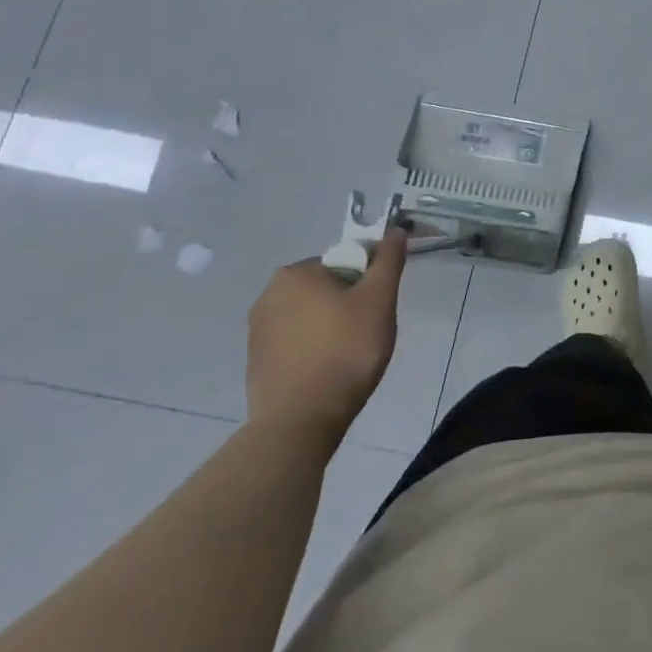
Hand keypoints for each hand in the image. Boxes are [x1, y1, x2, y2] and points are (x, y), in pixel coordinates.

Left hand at [247, 228, 406, 440]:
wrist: (300, 421)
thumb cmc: (345, 350)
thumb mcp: (379, 298)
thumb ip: (389, 260)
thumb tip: (395, 230)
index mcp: (295, 273)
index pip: (347, 262)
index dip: (369, 282)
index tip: (378, 309)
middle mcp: (268, 295)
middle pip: (329, 287)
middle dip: (351, 305)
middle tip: (368, 332)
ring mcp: (258, 331)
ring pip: (313, 316)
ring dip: (333, 327)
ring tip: (350, 356)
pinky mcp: (257, 362)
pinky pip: (297, 342)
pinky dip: (315, 349)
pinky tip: (329, 371)